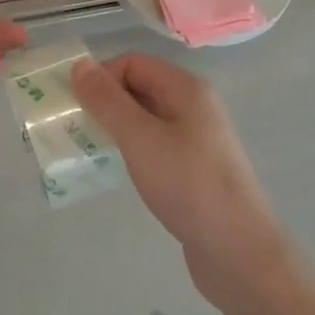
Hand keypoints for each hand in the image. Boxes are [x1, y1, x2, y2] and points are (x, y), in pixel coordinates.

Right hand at [69, 53, 290, 306]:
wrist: (238, 251)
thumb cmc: (188, 185)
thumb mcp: (140, 138)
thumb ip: (107, 101)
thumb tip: (80, 65)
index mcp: (186, 89)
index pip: (132, 63)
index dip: (102, 77)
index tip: (77, 107)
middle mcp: (194, 106)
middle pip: (139, 87)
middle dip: (105, 102)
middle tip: (76, 128)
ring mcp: (196, 139)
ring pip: (145, 119)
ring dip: (115, 128)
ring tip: (91, 150)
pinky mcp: (194, 169)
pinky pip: (154, 145)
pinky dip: (132, 151)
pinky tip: (120, 171)